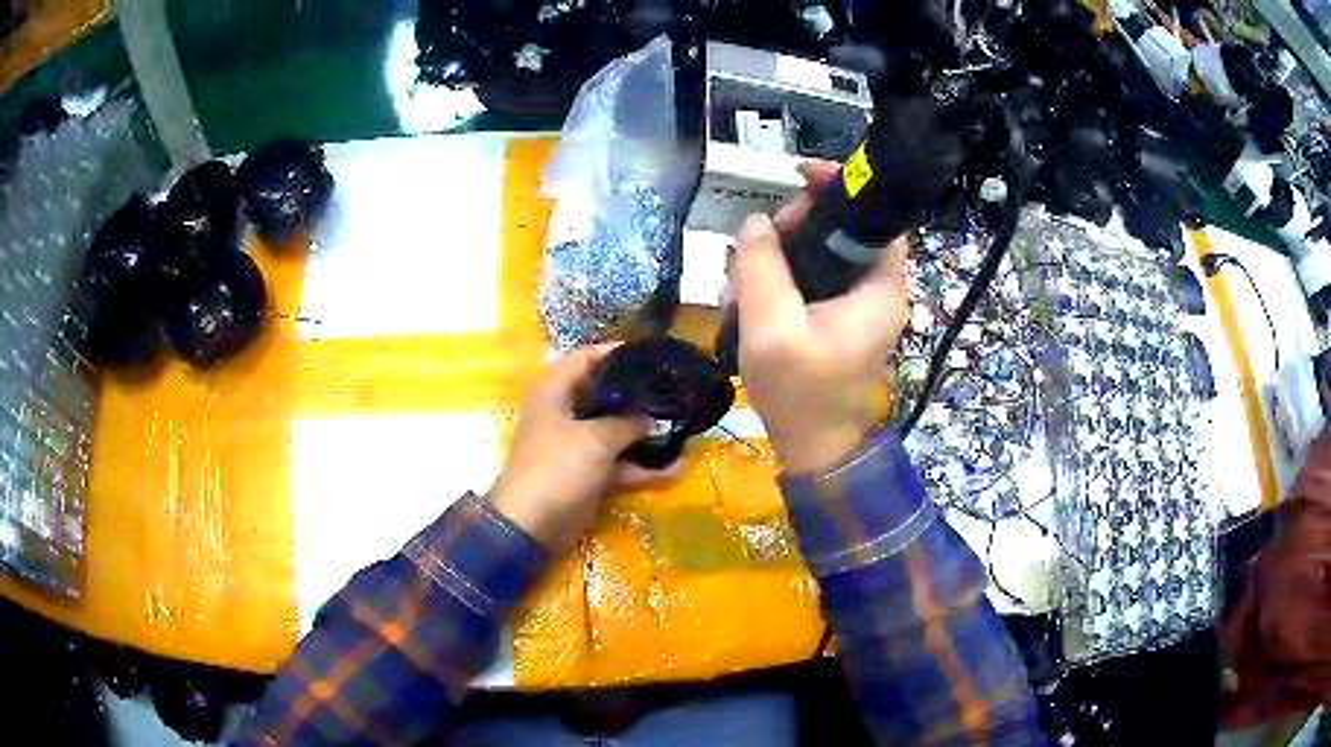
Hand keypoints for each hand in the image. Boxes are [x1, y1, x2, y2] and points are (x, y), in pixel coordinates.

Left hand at [489, 345, 673, 553]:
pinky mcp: (585, 476)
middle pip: (603, 396)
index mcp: (554, 394)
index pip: (584, 358)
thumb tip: (652, 419)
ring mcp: (574, 448)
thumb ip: (627, 424)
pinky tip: (675, 470)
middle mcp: (564, 416)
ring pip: (614, 434)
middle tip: (672, 391)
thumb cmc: (558, 469)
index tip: (650, 354)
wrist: (531, 526)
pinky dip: (641, 468)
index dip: (614, 353)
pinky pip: (616, 465)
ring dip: (645, 436)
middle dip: (637, 396)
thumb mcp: (596, 440)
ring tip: (682, 430)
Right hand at [733, 162, 908, 474]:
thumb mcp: (772, 329)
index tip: (800, 177)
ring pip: (825, 254)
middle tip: (760, 240)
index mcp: (880, 289)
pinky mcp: (839, 319)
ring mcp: (858, 306)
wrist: (815, 450)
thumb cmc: (801, 395)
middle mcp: (877, 291)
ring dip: (785, 253)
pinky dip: (785, 276)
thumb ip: (761, 269)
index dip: (842, 190)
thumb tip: (755, 223)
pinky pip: (815, 279)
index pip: (875, 218)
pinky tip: (753, 293)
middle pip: (845, 231)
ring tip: (747, 274)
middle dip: (801, 225)